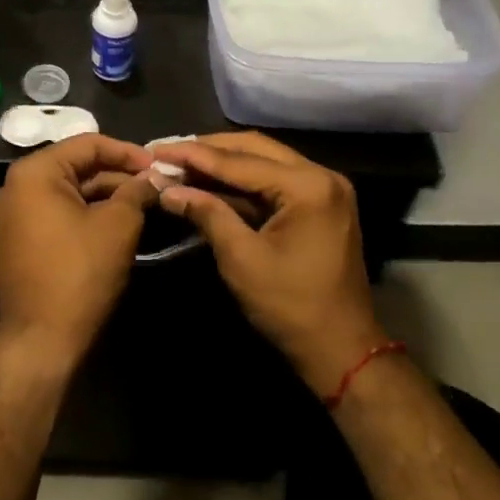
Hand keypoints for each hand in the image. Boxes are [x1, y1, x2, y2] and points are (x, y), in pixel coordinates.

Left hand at [0, 134, 157, 369]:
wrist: (41, 341)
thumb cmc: (80, 274)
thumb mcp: (118, 225)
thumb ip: (136, 192)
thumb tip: (152, 178)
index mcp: (33, 173)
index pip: (87, 144)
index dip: (127, 152)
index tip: (158, 164)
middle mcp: (14, 187)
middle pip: (75, 166)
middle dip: (117, 174)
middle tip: (154, 184)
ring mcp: (11, 215)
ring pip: (67, 191)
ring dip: (104, 194)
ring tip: (142, 202)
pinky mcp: (16, 240)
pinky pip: (55, 212)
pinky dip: (85, 212)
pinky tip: (116, 220)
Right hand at [151, 132, 389, 396]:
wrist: (343, 351)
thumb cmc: (291, 307)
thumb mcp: (241, 259)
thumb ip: (207, 213)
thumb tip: (166, 188)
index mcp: (308, 186)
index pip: (239, 161)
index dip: (193, 155)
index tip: (156, 149)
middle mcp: (321, 175)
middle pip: (254, 148)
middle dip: (208, 149)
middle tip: (167, 151)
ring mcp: (324, 188)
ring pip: (263, 160)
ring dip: (223, 161)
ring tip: (182, 161)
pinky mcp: (320, 203)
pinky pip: (274, 180)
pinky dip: (241, 180)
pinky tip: (210, 182)